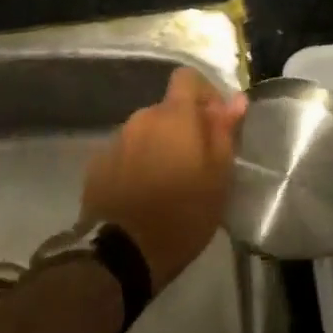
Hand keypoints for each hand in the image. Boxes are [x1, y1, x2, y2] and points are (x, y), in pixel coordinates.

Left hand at [82, 68, 244, 293]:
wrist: (121, 255)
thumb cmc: (182, 215)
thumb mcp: (218, 178)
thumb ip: (225, 132)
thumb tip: (235, 99)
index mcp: (174, 116)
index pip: (188, 77)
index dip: (205, 93)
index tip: (216, 122)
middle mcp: (141, 118)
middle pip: (167, 109)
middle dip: (184, 127)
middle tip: (197, 164)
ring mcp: (115, 141)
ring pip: (146, 132)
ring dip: (160, 147)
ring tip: (169, 183)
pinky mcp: (97, 165)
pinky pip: (126, 153)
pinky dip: (138, 164)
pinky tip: (144, 195)